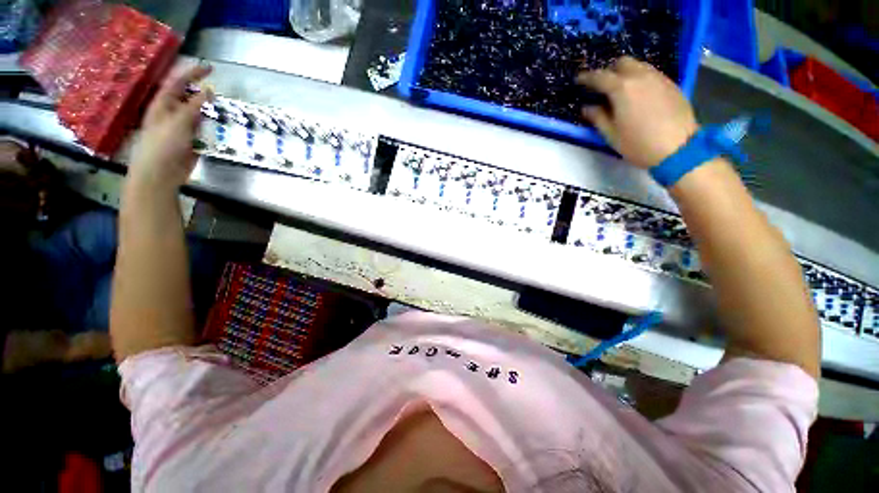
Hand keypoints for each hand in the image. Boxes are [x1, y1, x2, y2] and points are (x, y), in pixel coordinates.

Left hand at [127, 64, 212, 191]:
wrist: (160, 173)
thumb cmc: (164, 145)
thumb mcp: (179, 122)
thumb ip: (194, 106)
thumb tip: (209, 90)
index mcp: (163, 103)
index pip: (178, 82)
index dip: (193, 73)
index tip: (211, 68)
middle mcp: (171, 111)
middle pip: (187, 95)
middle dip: (200, 90)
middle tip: (217, 89)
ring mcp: (180, 126)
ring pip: (195, 111)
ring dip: (206, 108)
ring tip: (218, 107)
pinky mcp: (189, 139)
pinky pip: (200, 127)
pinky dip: (208, 124)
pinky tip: (213, 125)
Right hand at [577, 57, 698, 168]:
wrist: (678, 148)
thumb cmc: (638, 144)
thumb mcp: (611, 134)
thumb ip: (597, 117)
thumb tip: (587, 107)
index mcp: (622, 88)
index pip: (599, 77)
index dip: (586, 78)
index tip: (578, 80)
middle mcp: (640, 76)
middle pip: (622, 63)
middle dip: (609, 71)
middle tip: (602, 85)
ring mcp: (658, 78)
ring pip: (638, 66)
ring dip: (626, 73)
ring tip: (620, 89)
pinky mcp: (671, 84)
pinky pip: (651, 74)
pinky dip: (640, 78)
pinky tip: (638, 94)